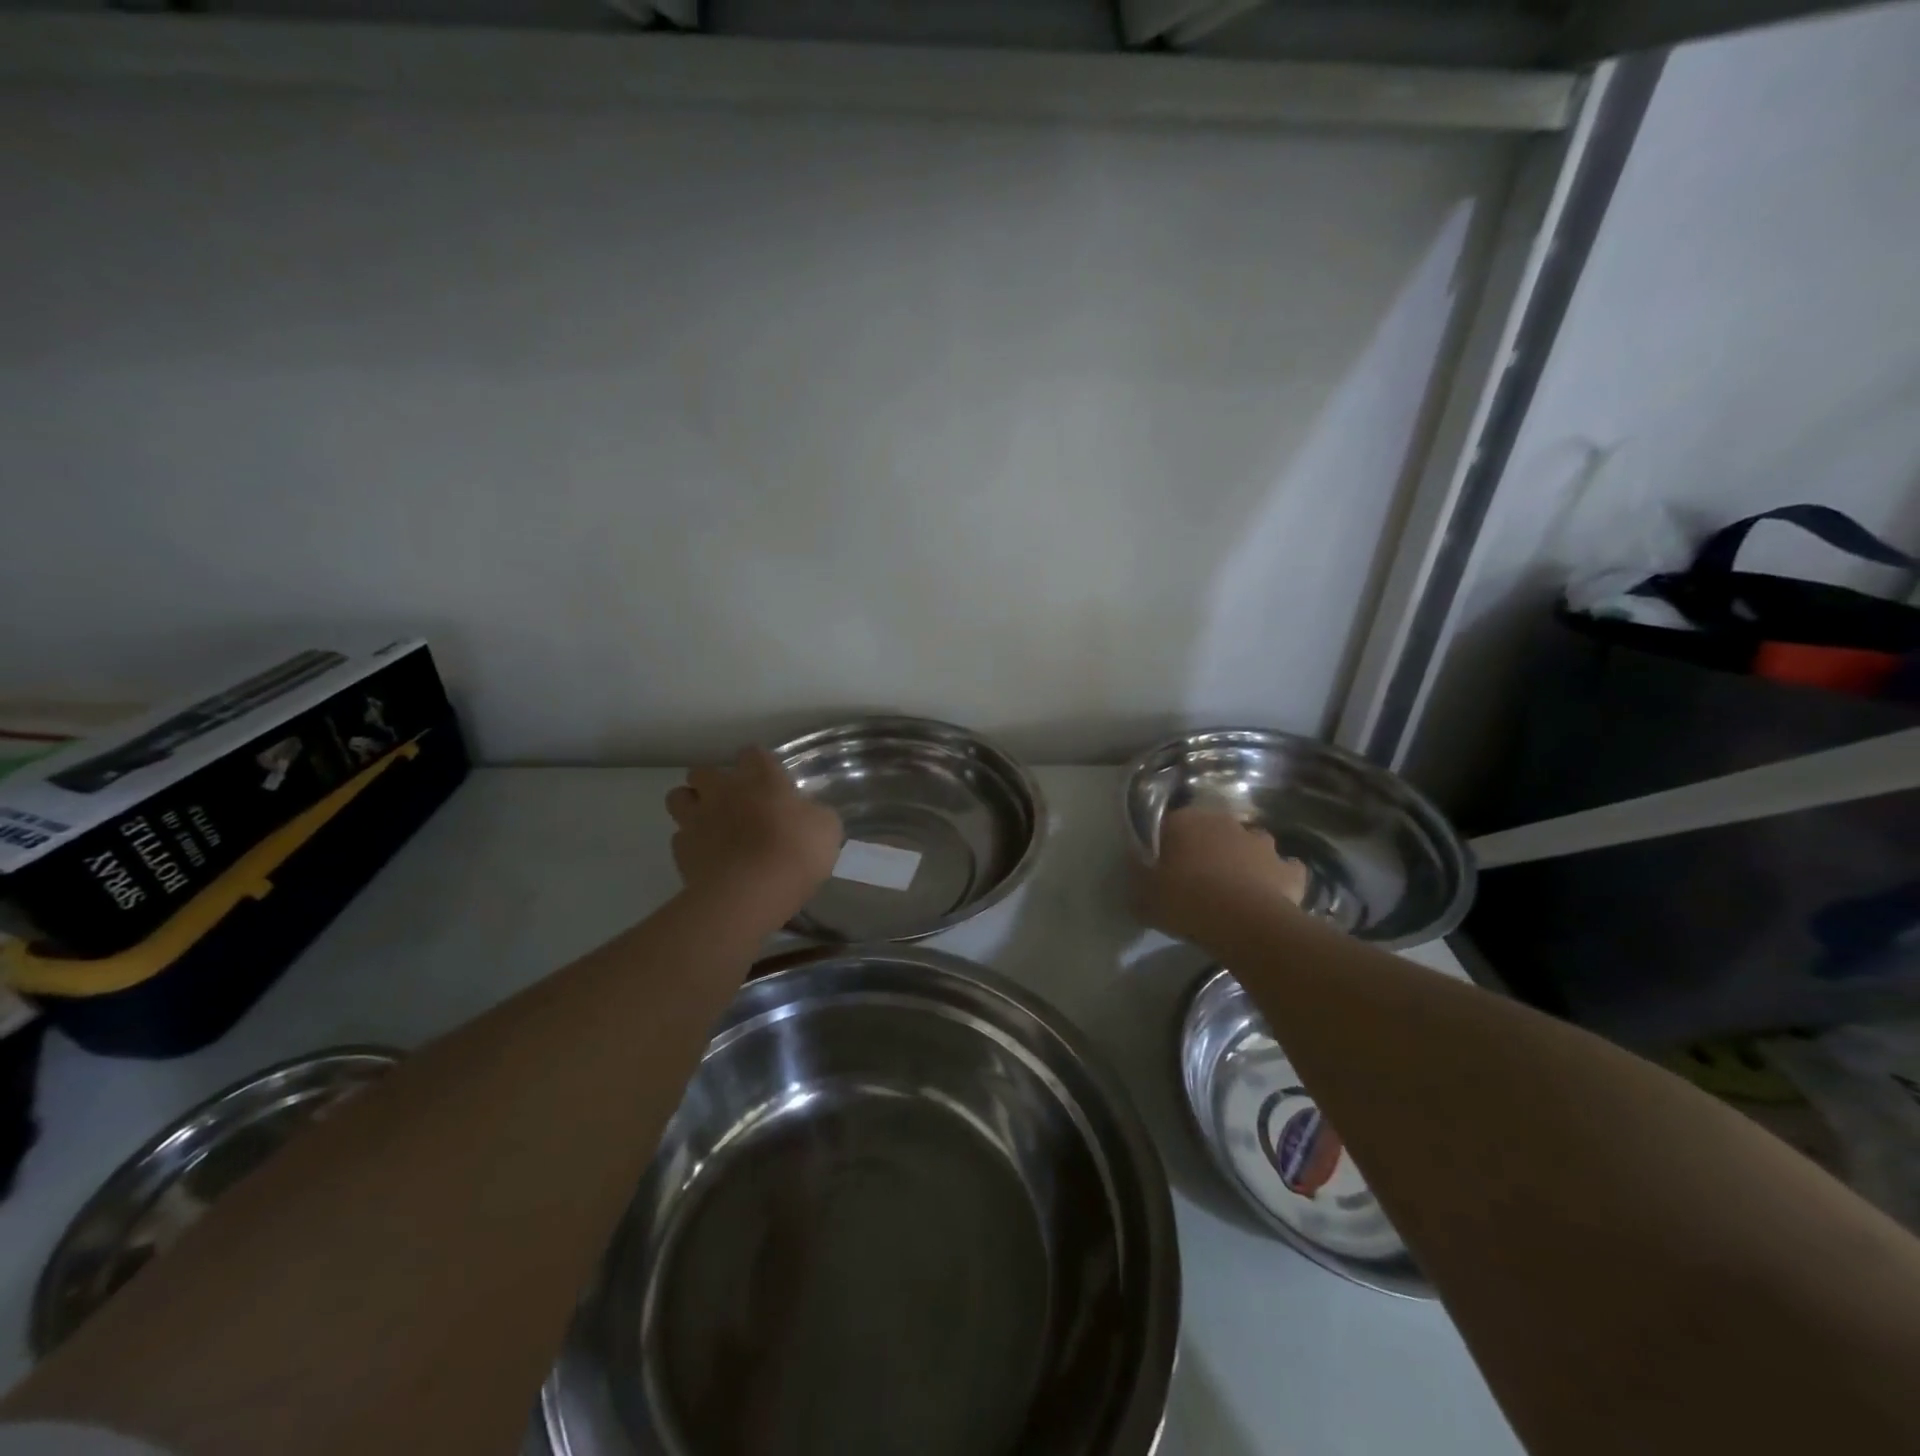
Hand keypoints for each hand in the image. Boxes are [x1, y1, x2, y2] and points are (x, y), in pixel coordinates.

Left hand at [666, 748, 842, 924]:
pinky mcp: (681, 850)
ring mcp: (697, 818)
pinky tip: (707, 857)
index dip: (759, 764)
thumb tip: (808, 813)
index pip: (753, 753)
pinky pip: (680, 837)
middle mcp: (723, 790)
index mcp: (761, 778)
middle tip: (733, 801)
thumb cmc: (795, 852)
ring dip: (691, 805)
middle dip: (713, 782)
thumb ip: (813, 813)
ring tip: (709, 823)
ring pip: (678, 797)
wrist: (750, 893)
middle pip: (703, 771)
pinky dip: (690, 843)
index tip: (768, 779)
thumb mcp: (826, 828)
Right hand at [1135, 807, 1308, 945]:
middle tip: (1199, 879)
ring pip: (1251, 844)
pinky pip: (1286, 870)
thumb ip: (1138, 878)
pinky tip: (1272, 896)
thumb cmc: (1185, 900)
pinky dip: (1280, 879)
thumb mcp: (1143, 895)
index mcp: (1185, 821)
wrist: (1241, 922)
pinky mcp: (1288, 869)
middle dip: (1208, 848)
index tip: (1164, 868)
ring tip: (1236, 888)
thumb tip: (1137, 869)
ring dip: (1245, 859)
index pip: (1171, 824)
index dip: (1168, 845)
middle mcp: (1225, 823)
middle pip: (1213, 831)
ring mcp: (1261, 843)